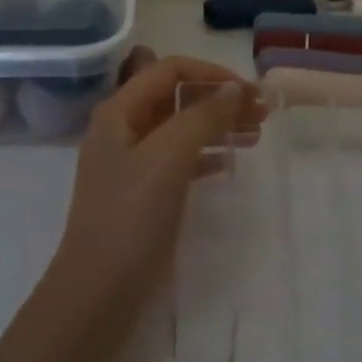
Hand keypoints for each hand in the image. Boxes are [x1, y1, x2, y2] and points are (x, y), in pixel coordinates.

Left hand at [48, 48, 264, 308]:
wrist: (99, 291)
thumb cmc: (131, 217)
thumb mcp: (168, 158)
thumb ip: (202, 116)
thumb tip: (234, 88)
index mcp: (119, 112)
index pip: (169, 70)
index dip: (211, 74)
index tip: (250, 92)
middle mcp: (123, 129)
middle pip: (177, 97)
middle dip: (219, 100)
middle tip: (263, 113)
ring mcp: (132, 163)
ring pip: (182, 128)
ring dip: (218, 125)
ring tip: (256, 134)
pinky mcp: (144, 192)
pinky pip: (181, 159)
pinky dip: (207, 155)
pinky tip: (230, 164)